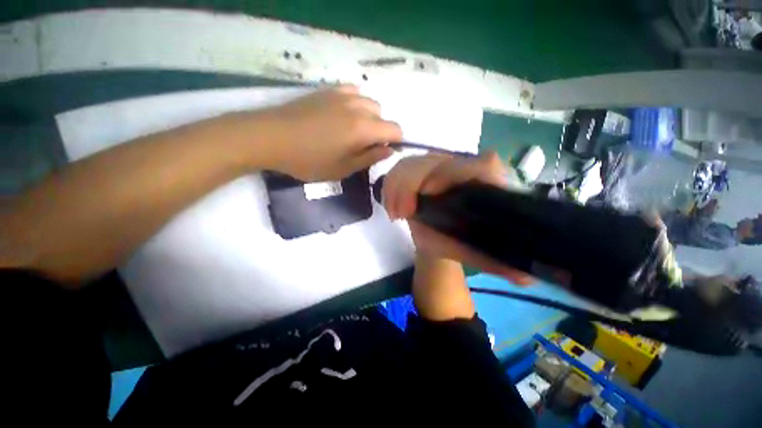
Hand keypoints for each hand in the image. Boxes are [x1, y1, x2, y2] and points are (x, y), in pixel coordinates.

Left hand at [253, 85, 401, 180]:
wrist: (270, 138)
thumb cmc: (308, 160)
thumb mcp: (343, 169)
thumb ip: (370, 158)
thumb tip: (389, 150)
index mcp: (363, 128)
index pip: (395, 129)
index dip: (395, 142)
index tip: (383, 152)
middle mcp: (358, 106)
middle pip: (383, 115)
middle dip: (380, 131)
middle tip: (363, 146)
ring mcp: (342, 95)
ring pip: (369, 103)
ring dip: (369, 117)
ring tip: (352, 131)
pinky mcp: (327, 90)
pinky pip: (353, 92)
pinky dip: (356, 104)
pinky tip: (343, 115)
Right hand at [383, 152, 533, 284]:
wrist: (441, 236)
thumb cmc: (460, 243)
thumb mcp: (475, 253)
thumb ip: (496, 262)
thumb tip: (526, 277)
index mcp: (484, 183)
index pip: (478, 164)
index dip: (451, 173)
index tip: (429, 193)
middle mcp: (462, 168)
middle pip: (433, 160)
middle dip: (410, 184)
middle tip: (403, 214)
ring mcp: (437, 167)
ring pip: (412, 163)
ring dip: (397, 187)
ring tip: (396, 214)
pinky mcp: (418, 171)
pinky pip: (399, 169)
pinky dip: (390, 187)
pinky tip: (391, 207)